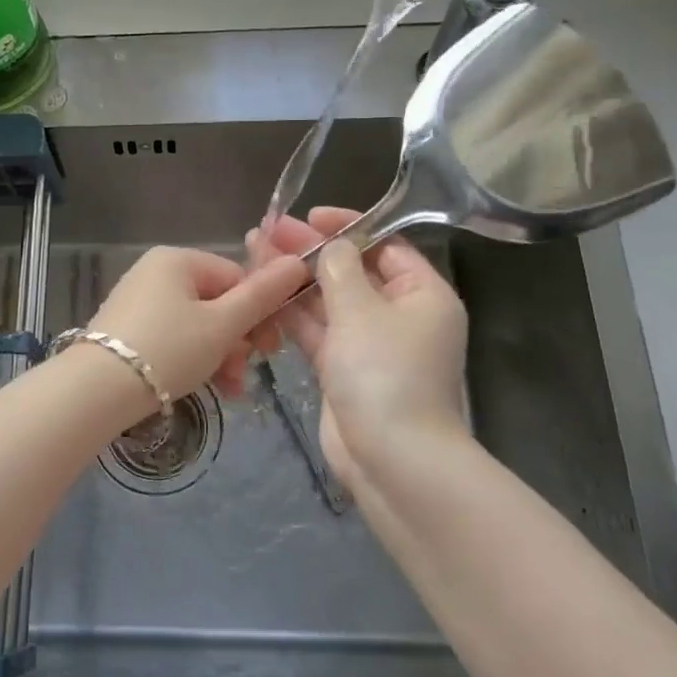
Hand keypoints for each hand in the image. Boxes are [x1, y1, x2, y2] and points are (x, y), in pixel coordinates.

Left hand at [88, 246, 306, 402]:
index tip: (269, 349)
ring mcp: (138, 301)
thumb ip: (262, 296)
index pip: (237, 277)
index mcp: (177, 259)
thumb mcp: (222, 325)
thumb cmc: (168, 350)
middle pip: (217, 302)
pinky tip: (207, 388)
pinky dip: (193, 360)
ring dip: (220, 356)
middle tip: (244, 374)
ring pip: (197, 325)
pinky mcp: (127, 330)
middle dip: (238, 341)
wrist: (95, 391)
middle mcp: (155, 272)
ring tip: (230, 391)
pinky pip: (173, 338)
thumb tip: (299, 262)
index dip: (259, 313)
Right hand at [247, 208, 470, 486]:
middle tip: (266, 233)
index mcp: (422, 295)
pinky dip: (292, 315)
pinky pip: (317, 332)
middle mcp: (398, 316)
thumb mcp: (361, 310)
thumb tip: (330, 245)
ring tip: (254, 254)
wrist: (391, 460)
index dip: (347, 227)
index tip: (309, 217)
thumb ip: (339, 269)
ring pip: (328, 303)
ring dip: (294, 281)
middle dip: (309, 253)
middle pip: (350, 272)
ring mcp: (369, 346)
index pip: (384, 246)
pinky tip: (261, 294)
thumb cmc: (385, 374)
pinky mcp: (343, 371)